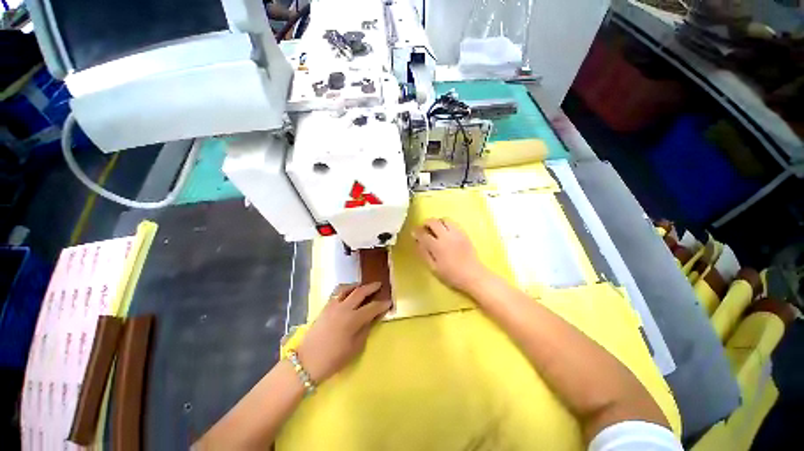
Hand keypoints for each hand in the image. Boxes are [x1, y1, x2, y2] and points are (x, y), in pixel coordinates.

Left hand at [296, 283, 390, 382]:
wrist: (307, 362)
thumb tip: (372, 318)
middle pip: (360, 292)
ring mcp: (333, 306)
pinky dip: (345, 289)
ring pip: (347, 288)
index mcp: (353, 320)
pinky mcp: (325, 307)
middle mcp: (344, 308)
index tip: (389, 302)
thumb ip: (365, 329)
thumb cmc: (334, 359)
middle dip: (372, 287)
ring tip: (363, 286)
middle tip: (379, 285)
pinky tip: (348, 293)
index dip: (382, 304)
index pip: (372, 307)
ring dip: (357, 285)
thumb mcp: (355, 348)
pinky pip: (337, 293)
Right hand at [413, 218, 488, 292]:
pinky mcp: (464, 233)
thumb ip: (424, 253)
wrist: (473, 276)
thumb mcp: (434, 268)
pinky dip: (446, 224)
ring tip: (435, 229)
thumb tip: (417, 242)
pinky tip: (446, 231)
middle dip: (426, 223)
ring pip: (444, 219)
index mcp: (437, 246)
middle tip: (423, 229)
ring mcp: (457, 233)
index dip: (416, 232)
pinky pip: (453, 222)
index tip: (413, 233)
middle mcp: (446, 236)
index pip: (423, 234)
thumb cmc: (451, 275)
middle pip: (433, 222)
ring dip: (437, 222)